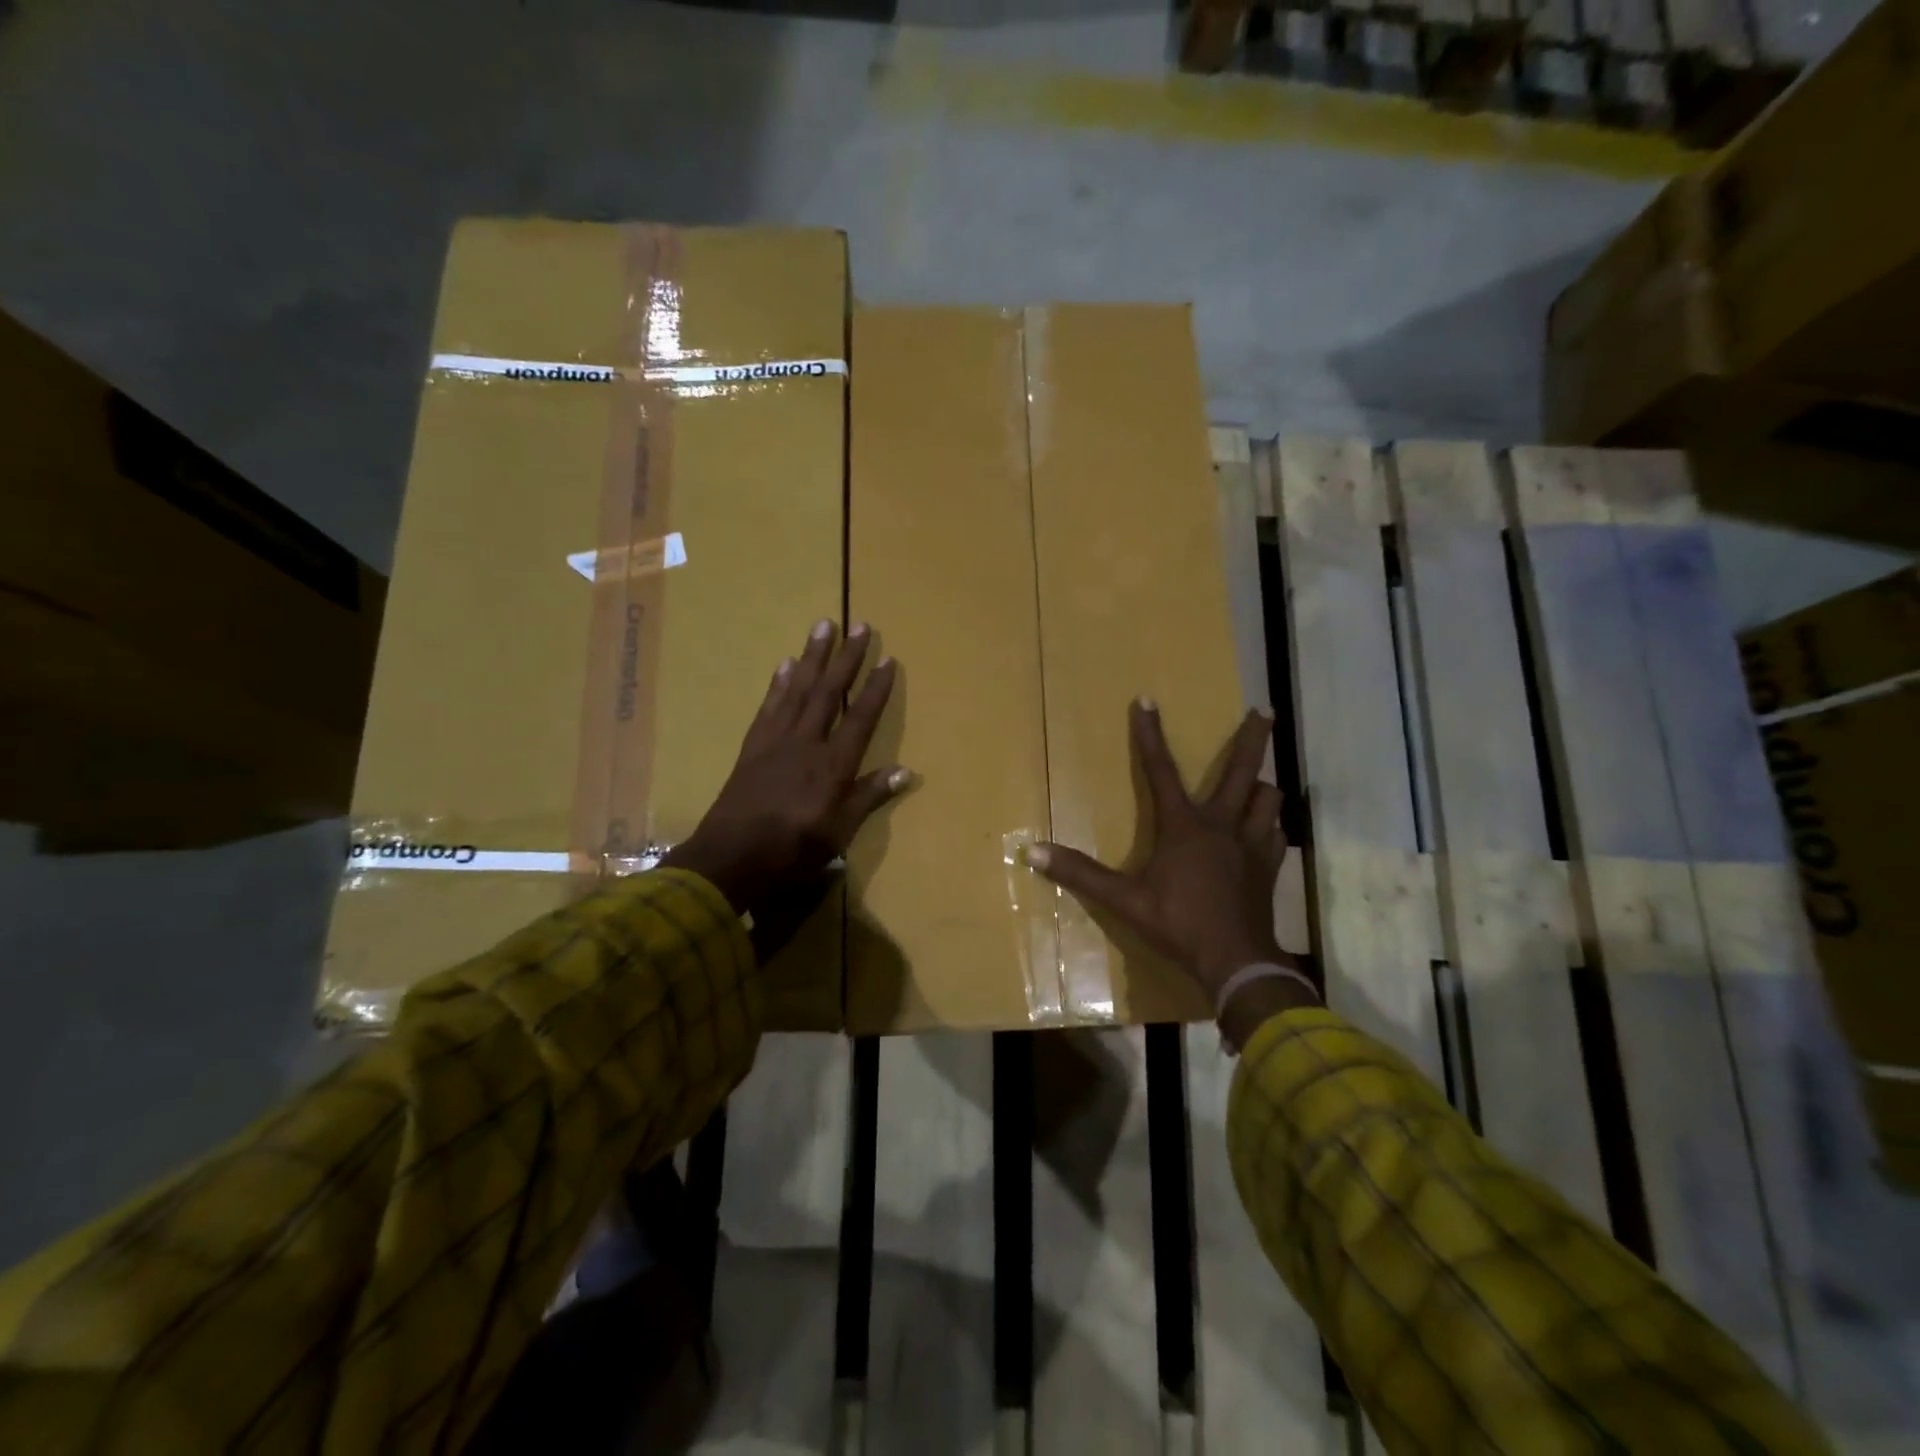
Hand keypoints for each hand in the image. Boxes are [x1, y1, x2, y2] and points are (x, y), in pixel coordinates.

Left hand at [663, 620, 907, 915]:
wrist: (730, 857)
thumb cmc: (792, 850)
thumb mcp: (840, 832)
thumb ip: (869, 797)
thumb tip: (905, 772)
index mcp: (832, 764)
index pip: (861, 718)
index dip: (876, 688)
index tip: (888, 659)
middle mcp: (806, 742)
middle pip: (830, 692)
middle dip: (846, 658)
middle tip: (860, 625)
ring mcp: (776, 740)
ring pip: (798, 689)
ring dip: (812, 656)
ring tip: (823, 626)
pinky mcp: (752, 746)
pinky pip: (769, 705)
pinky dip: (779, 683)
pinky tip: (785, 664)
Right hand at [1027, 699, 1304, 1004]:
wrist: (1236, 961)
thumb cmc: (1178, 924)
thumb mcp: (1124, 900)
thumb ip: (1080, 874)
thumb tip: (1032, 852)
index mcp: (1183, 826)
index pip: (1160, 770)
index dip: (1150, 735)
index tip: (1147, 699)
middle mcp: (1221, 825)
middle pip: (1241, 770)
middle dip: (1251, 738)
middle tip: (1262, 710)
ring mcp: (1250, 845)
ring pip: (1267, 799)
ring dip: (1262, 784)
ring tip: (1260, 779)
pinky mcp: (1269, 867)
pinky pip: (1276, 834)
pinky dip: (1270, 825)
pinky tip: (1266, 829)